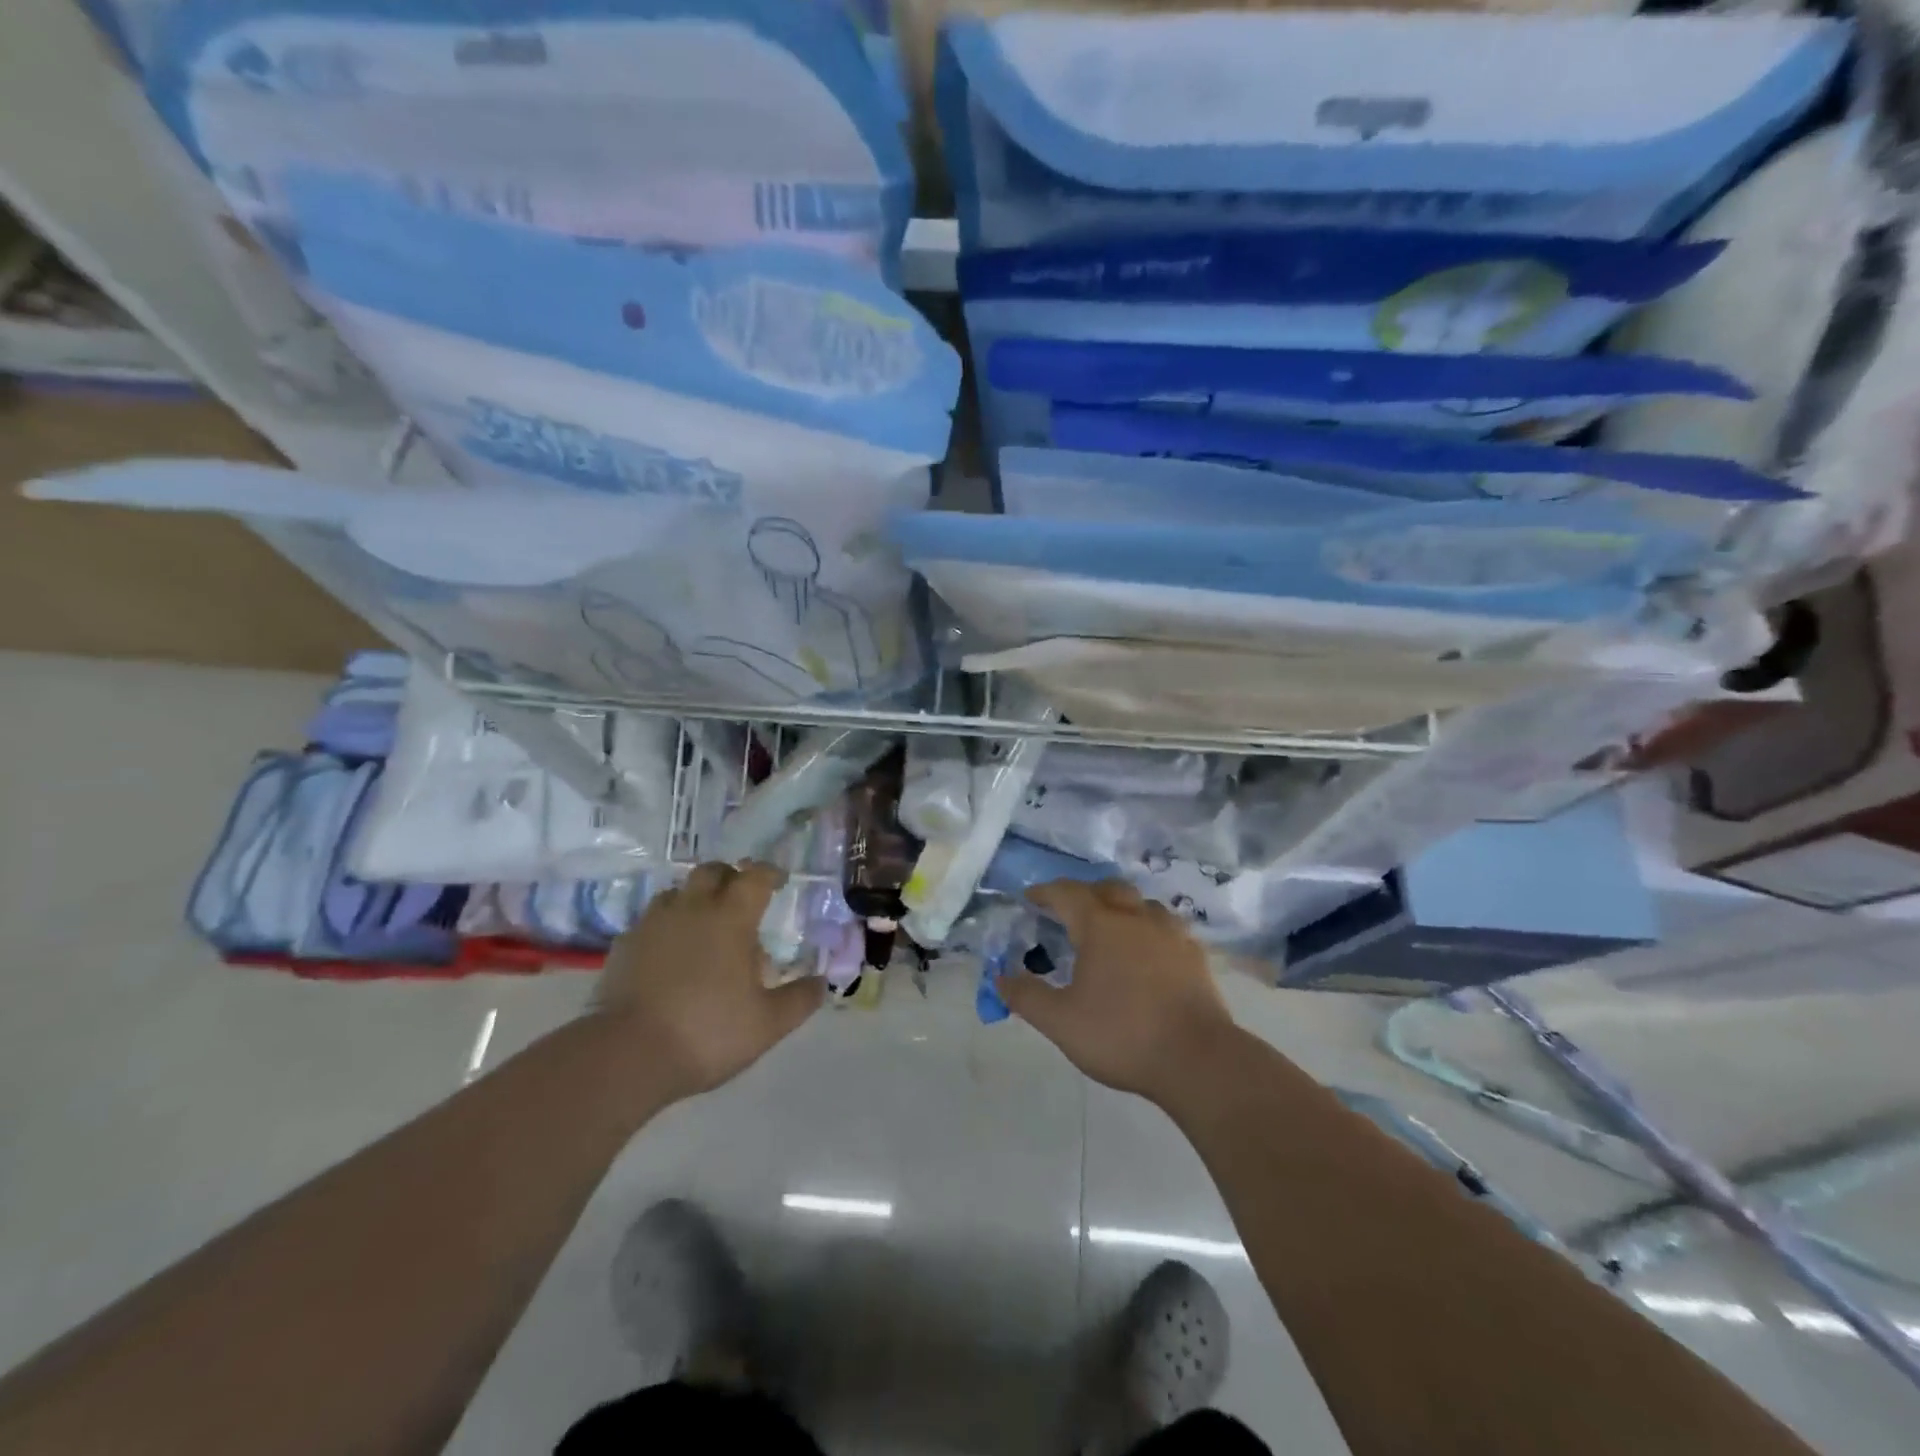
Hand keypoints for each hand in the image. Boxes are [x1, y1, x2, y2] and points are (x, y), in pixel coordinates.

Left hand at [595, 861, 822, 1102]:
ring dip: (694, 900)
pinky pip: (649, 923)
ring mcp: (652, 924)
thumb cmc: (708, 1031)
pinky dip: (665, 928)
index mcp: (731, 918)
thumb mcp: (768, 1024)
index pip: (755, 877)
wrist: (627, 1055)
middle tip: (740, 899)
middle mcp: (692, 909)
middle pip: (711, 872)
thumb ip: (799, 1000)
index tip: (779, 881)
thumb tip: (822, 983)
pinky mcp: (623, 946)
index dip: (770, 874)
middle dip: (729, 877)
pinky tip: (668, 954)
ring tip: (704, 926)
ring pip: (676, 893)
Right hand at [999, 879, 1237, 1103]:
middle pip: (1107, 888)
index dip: (1044, 892)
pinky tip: (1148, 952)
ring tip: (1110, 930)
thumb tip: (1000, 978)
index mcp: (1100, 925)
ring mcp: (1170, 933)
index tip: (1030, 899)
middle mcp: (1136, 917)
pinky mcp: (1195, 954)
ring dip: (1121, 907)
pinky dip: (1149, 929)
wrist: (1198, 1059)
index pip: (1066, 893)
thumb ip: (1026, 997)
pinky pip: (1167, 927)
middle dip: (1085, 893)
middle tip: (1069, 913)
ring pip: (1142, 904)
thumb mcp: (1060, 1022)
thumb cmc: (1122, 1034)